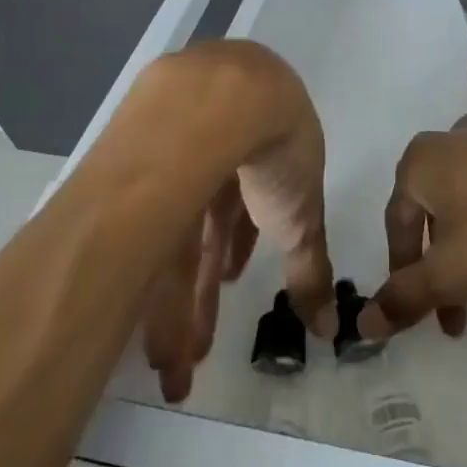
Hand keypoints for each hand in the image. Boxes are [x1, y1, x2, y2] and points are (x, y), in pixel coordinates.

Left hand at [133, 43, 337, 401]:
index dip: (242, 244)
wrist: (233, 101)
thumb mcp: (302, 216)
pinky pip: (143, 236)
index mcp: (255, 157)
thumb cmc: (278, 155)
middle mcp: (212, 156)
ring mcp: (172, 158)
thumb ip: (311, 267)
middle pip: (204, 227)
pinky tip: (140, 324)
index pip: (245, 207)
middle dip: (203, 289)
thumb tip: (329, 327)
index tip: (234, 279)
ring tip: (169, 365)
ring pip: (171, 235)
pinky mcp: (136, 166)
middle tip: (196, 353)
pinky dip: (146, 281)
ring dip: (174, 304)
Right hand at [361, 115, 466, 342]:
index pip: (398, 221)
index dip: (402, 271)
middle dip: (454, 282)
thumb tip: (366, 322)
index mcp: (424, 162)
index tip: (415, 310)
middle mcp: (460, 146)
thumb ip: (405, 298)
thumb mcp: (448, 271)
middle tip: (459, 327)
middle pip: (448, 223)